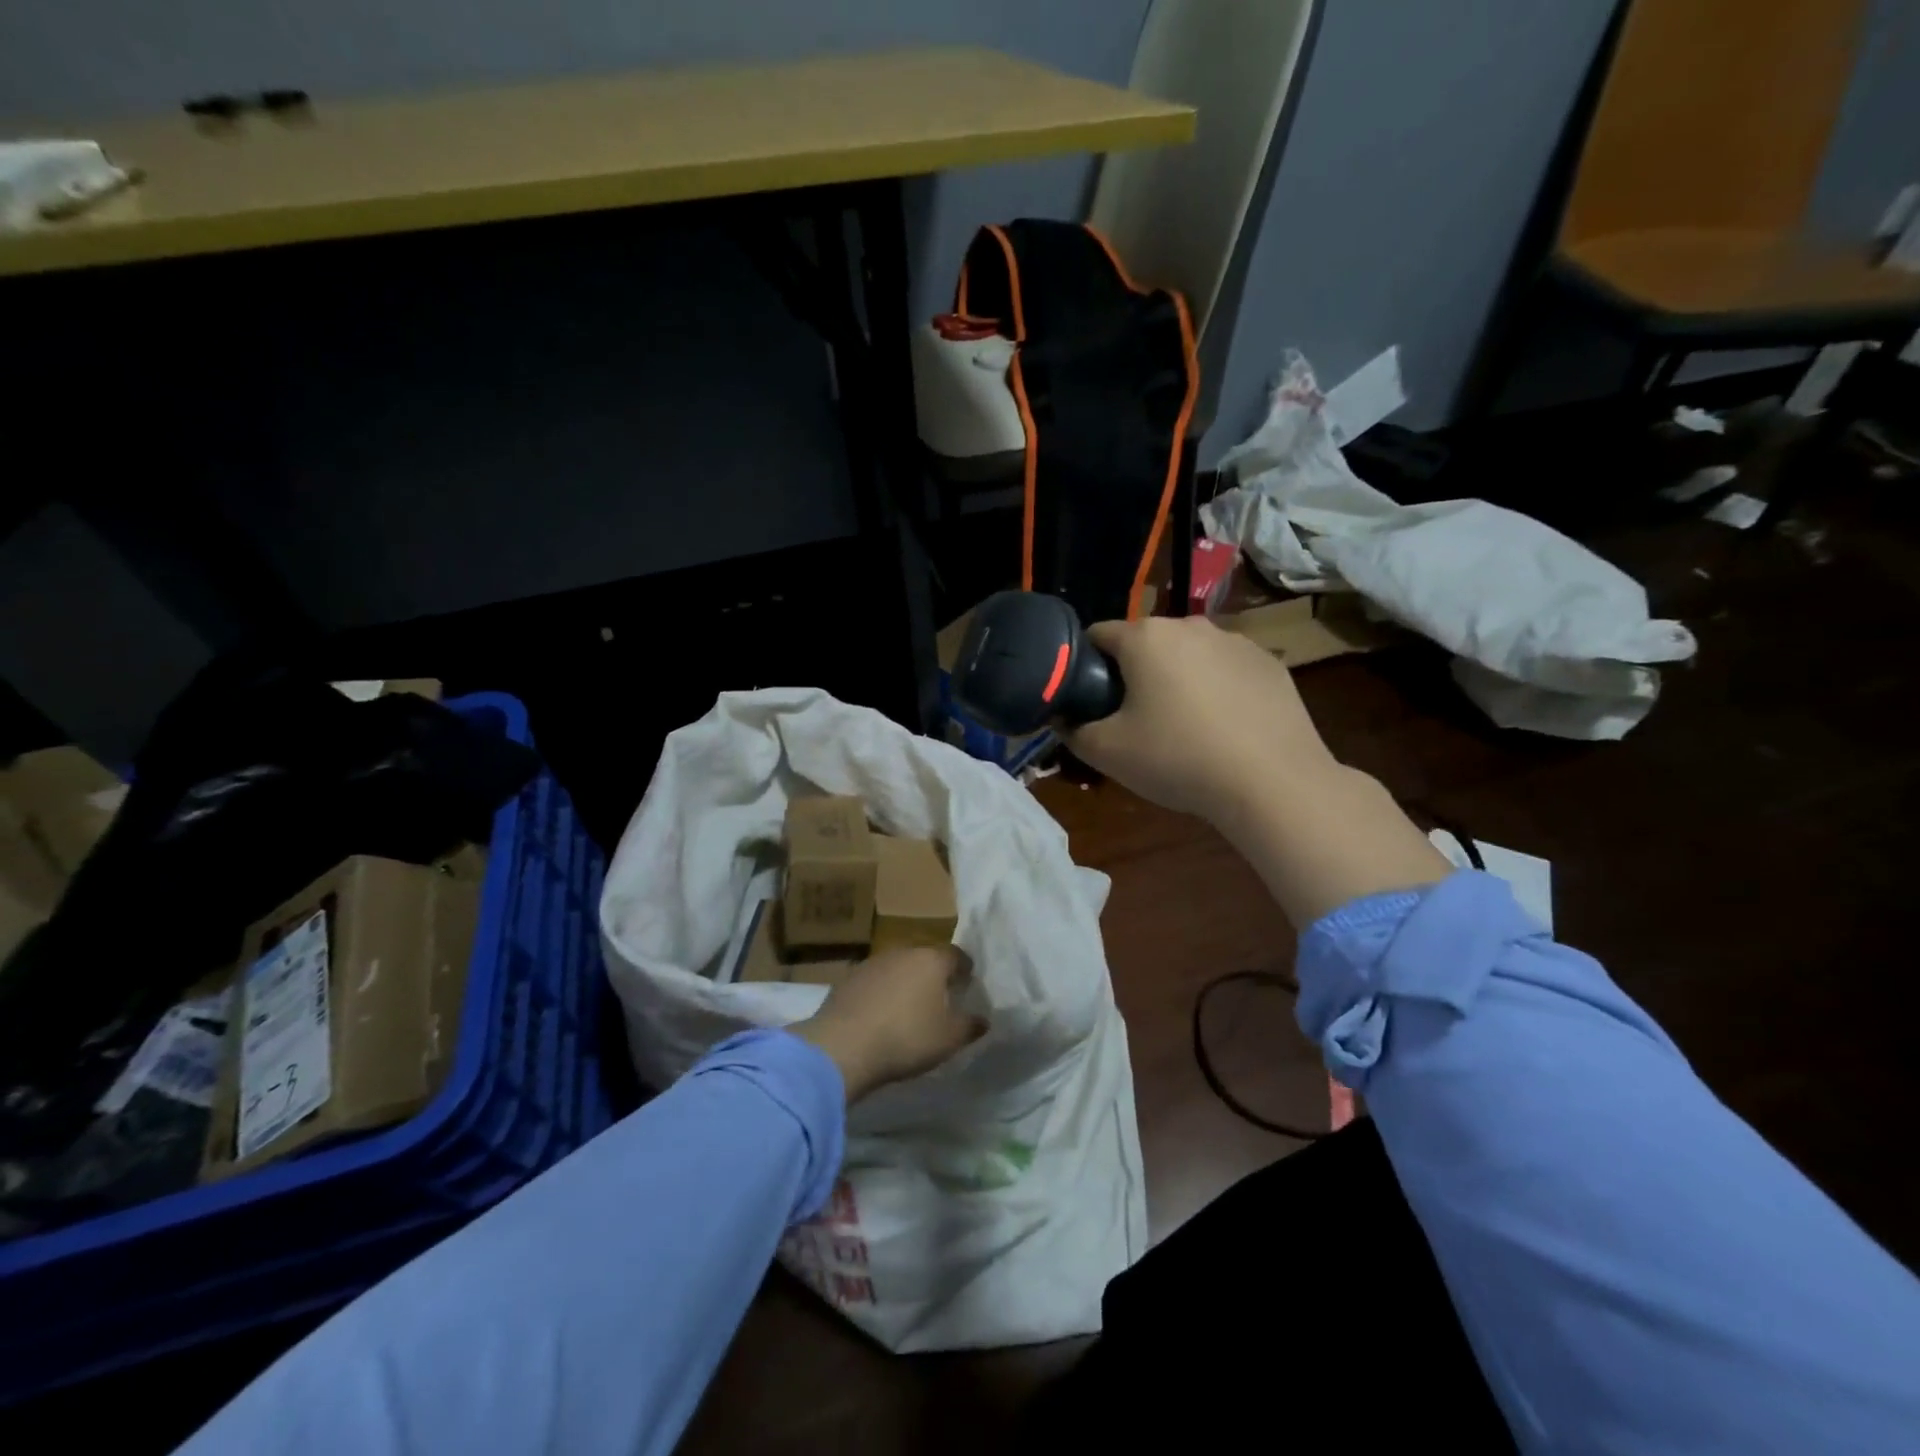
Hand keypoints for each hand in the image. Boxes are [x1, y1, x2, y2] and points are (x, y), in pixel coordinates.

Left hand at [791, 945, 984, 1102]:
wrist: (843, 1045)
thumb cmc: (905, 1038)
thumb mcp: (948, 1039)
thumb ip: (969, 1026)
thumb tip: (983, 1019)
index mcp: (931, 960)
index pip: (956, 955)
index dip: (964, 968)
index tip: (967, 982)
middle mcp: (902, 952)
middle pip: (925, 958)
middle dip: (934, 974)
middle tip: (940, 997)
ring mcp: (872, 962)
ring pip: (898, 967)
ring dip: (905, 982)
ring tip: (908, 1007)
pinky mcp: (847, 978)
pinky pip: (874, 981)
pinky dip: (881, 992)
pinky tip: (880, 1014)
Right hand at [1068, 615, 1449, 926]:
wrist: (1272, 782)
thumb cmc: (1178, 758)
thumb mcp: (1106, 752)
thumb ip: (1072, 730)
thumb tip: (1062, 718)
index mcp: (1146, 637)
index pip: (1097, 636)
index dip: (1084, 667)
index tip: (1089, 702)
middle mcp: (1191, 625)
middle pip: (1145, 644)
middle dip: (1133, 674)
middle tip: (1133, 721)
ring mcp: (1236, 642)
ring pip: (1188, 656)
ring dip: (1176, 680)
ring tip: (1183, 728)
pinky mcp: (1270, 664)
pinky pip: (1226, 671)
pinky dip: (1216, 690)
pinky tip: (1223, 730)